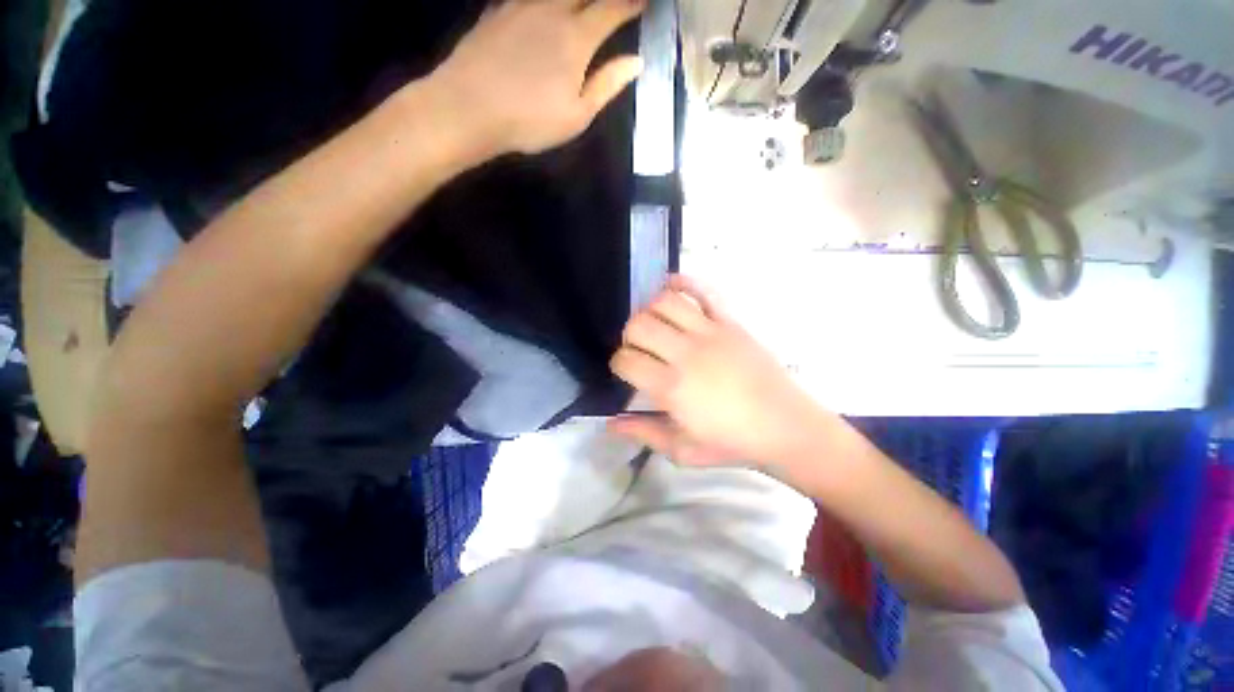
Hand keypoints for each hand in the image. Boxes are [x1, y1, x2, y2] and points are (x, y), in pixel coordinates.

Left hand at [433, 0, 644, 155]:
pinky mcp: (498, 10)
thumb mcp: (576, 116)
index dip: (630, 4)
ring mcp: (521, 5)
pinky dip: (544, 1)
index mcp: (576, 38)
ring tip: (581, 6)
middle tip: (612, 5)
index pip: (612, 8)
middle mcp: (552, 10)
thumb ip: (606, 85)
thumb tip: (636, 62)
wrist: (467, 108)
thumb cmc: (529, 121)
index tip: (643, 3)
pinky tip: (543, 9)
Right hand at [609, 275, 830, 467]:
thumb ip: (644, 433)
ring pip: (664, 302)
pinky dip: (681, 283)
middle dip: (629, 336)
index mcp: (672, 388)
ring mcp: (710, 333)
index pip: (626, 360)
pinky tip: (670, 288)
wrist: (786, 427)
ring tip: (654, 325)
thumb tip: (610, 423)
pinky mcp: (730, 322)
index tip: (626, 371)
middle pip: (638, 326)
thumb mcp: (682, 450)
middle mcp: (686, 354)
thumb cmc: (732, 443)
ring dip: (649, 311)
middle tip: (639, 350)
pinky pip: (702, 291)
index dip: (618, 364)